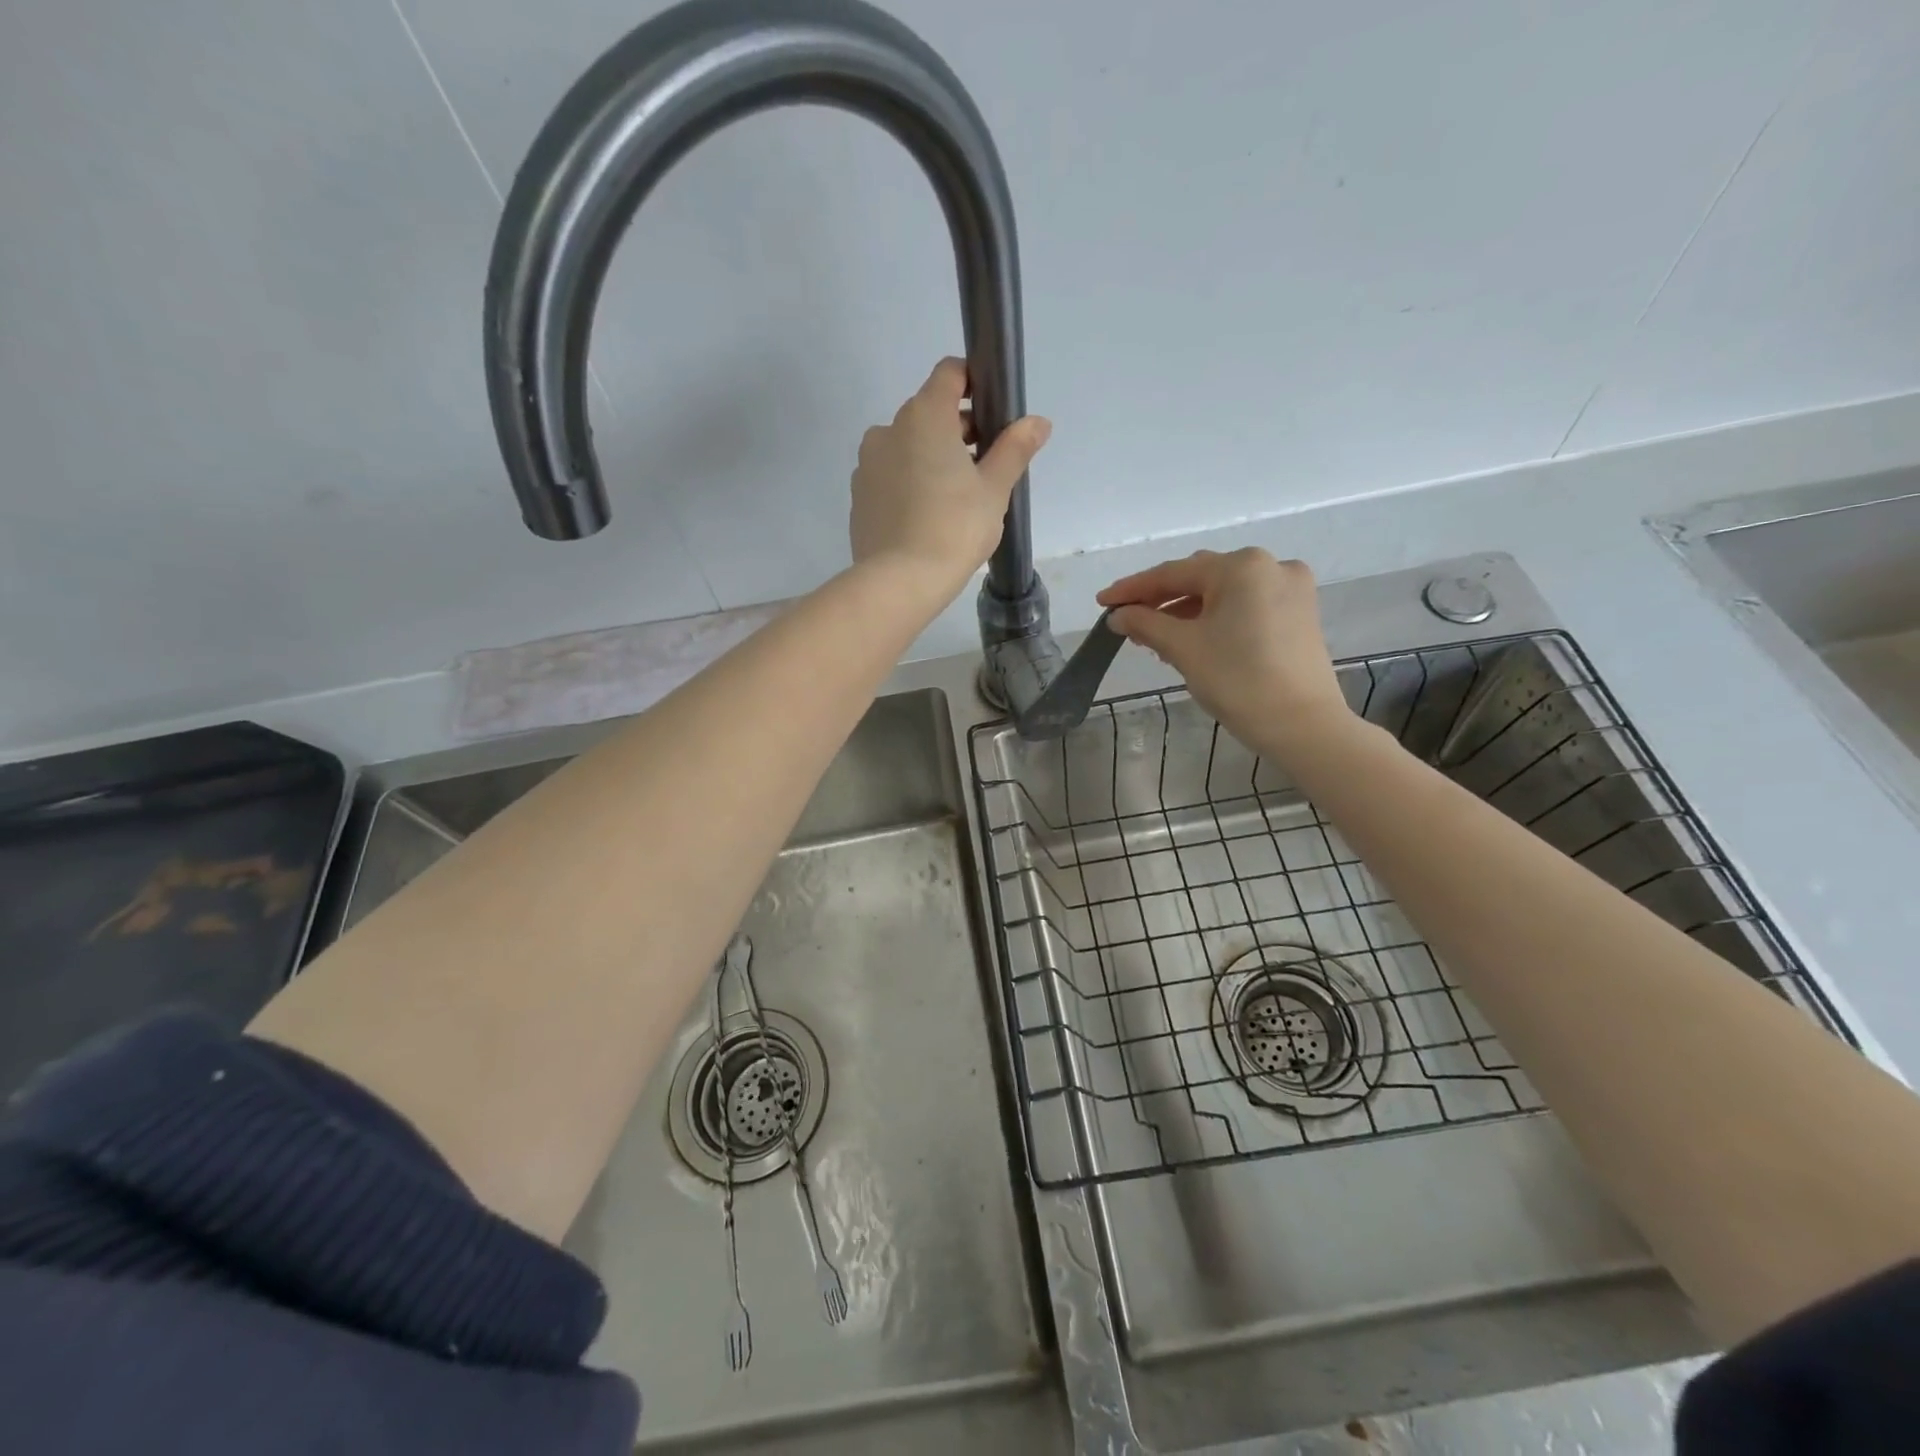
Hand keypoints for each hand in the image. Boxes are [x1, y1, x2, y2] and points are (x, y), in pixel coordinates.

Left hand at [850, 358, 1050, 587]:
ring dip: (931, 458)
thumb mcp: (994, 489)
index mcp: (924, 416)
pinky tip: (927, 516)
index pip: (949, 374)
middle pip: (928, 412)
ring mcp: (867, 463)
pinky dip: (909, 483)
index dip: (973, 383)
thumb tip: (1038, 422)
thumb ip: (1014, 449)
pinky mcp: (858, 495)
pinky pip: (890, 476)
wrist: (899, 581)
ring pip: (907, 446)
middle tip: (984, 467)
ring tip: (956, 498)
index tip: (992, 412)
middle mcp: (888, 429)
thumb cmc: (955, 528)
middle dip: (957, 430)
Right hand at [1097, 549, 1353, 755]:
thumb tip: (1118, 615)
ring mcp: (1290, 589)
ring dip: (1187, 611)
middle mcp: (1270, 566)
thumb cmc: (1239, 681)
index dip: (1133, 589)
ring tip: (1156, 638)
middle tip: (1127, 622)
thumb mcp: (1184, 649)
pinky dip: (1216, 619)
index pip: (1173, 573)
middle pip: (1200, 577)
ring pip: (1223, 593)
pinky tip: (1194, 640)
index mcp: (1241, 566)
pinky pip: (1245, 606)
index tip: (1102, 602)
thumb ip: (1145, 624)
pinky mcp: (1299, 614)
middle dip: (1161, 600)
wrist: (1303, 726)